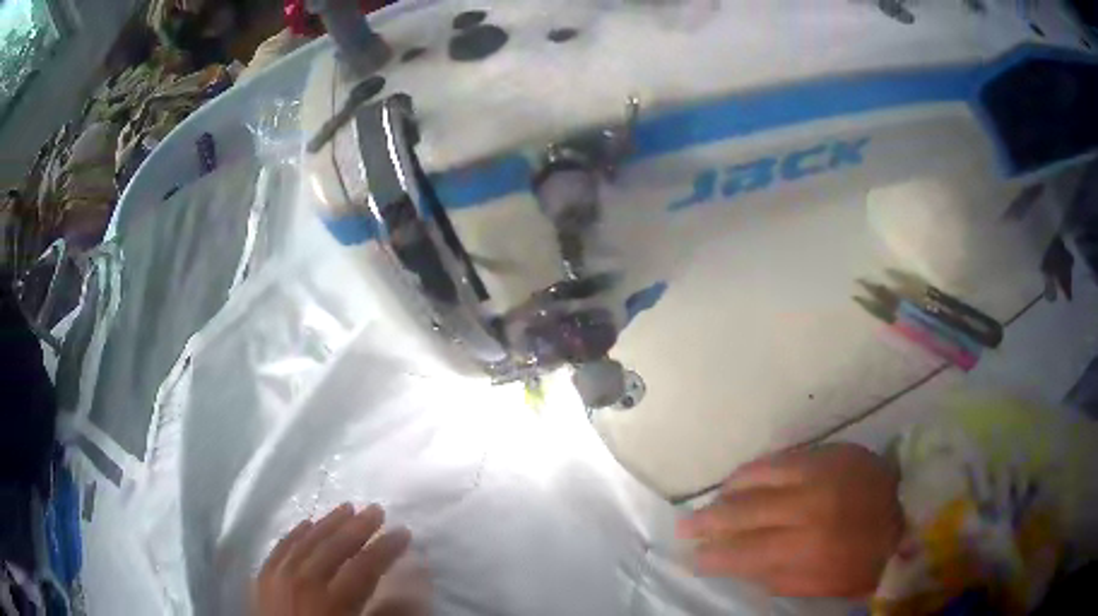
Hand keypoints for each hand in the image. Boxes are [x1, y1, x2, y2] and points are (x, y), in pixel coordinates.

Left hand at [253, 503, 412, 615]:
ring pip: (305, 541)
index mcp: (331, 601)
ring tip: (346, 507)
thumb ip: (387, 611)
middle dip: (358, 527)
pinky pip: (280, 548)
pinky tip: (306, 523)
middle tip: (377, 509)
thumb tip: (412, 580)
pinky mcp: (262, 579)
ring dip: (327, 523)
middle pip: (333, 548)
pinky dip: (295, 534)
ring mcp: (278, 578)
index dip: (386, 548)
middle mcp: (302, 583)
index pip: (364, 567)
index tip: (405, 533)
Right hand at [678, 443, 903, 598]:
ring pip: (757, 476)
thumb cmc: (866, 562)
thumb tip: (737, 566)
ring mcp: (819, 472)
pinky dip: (755, 469)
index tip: (691, 557)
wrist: (911, 513)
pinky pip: (780, 457)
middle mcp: (808, 506)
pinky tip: (743, 478)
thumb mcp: (821, 586)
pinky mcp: (831, 450)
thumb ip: (776, 578)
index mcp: (808, 548)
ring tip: (713, 501)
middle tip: (684, 525)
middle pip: (743, 511)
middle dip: (707, 520)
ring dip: (728, 491)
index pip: (743, 553)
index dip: (712, 556)